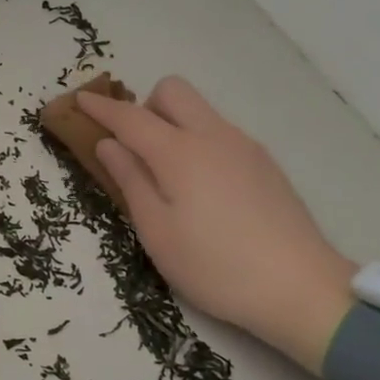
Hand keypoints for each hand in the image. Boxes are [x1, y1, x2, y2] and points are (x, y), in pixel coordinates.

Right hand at [77, 77, 355, 372]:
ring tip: (167, 177)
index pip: (130, 117)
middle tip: (134, 149)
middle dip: (144, 105)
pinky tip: (203, 190)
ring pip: (200, 111)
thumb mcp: (157, 231)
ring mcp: (245, 146)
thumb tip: (109, 144)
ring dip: (173, 124)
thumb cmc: (215, 265)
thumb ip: (130, 180)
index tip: (78, 99)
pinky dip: (198, 142)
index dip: (101, 107)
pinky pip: (220, 133)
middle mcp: (213, 136)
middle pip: (172, 91)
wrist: (300, 288)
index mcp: (179, 152)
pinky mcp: (265, 163)